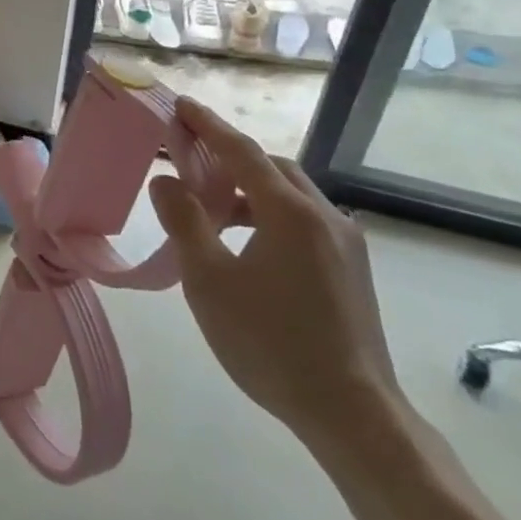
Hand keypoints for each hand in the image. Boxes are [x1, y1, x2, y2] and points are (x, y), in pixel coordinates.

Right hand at [149, 96, 403, 454]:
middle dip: (230, 157)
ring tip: (213, 212)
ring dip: (251, 190)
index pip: (241, 151)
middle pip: (271, 167)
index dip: (208, 125)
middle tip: (191, 162)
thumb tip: (167, 181)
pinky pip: (305, 221)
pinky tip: (249, 247)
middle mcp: (325, 216)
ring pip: (291, 195)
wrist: (353, 414)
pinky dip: (271, 215)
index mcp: (290, 212)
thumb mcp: (209, 280)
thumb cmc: (270, 342)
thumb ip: (185, 221)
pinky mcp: (353, 270)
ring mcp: (346, 244)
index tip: (181, 105)